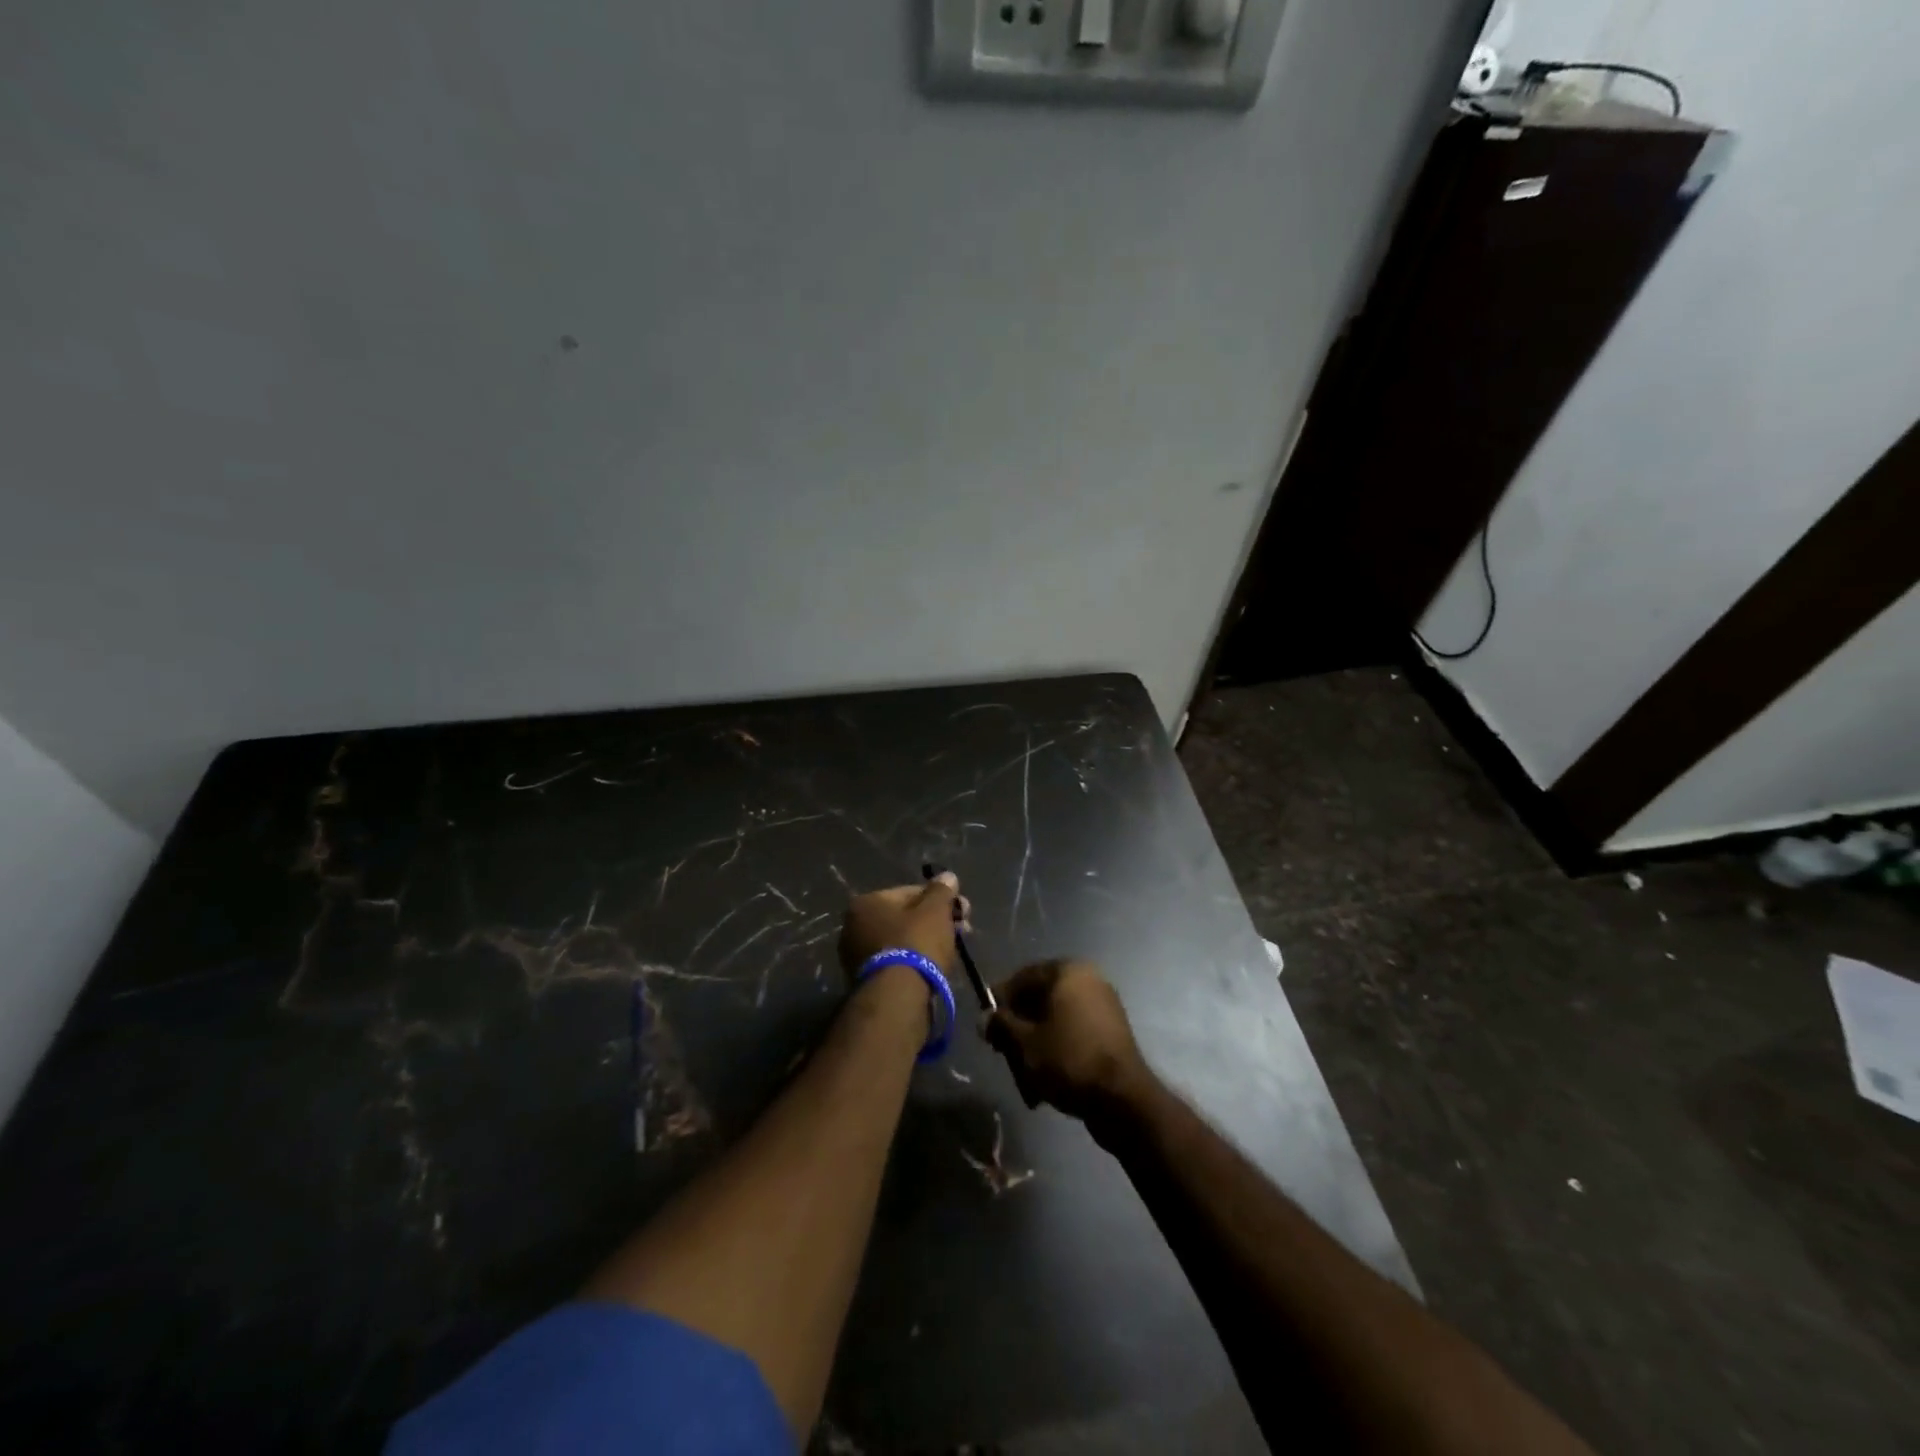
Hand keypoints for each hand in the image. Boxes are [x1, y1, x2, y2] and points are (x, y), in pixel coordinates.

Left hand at [837, 873, 969, 979]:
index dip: (939, 900)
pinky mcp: (865, 980)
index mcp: (866, 902)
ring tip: (952, 950)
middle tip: (962, 930)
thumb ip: (941, 890)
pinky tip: (934, 967)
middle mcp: (853, 926)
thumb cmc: (915, 943)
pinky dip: (914, 961)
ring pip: (901, 941)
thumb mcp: (935, 910)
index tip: (961, 911)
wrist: (897, 997)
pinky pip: (896, 961)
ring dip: (926, 941)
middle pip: (905, 917)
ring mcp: (856, 956)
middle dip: (935, 921)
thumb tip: (947, 876)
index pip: (910, 892)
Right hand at [984, 960, 1150, 1123]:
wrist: (1122, 1099)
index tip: (986, 1024)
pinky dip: (1057, 1051)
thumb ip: (1001, 1025)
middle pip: (1040, 999)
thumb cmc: (1068, 1059)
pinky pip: (1074, 1034)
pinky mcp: (1111, 1033)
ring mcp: (1103, 1006)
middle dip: (1018, 1027)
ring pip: (1056, 1020)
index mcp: (1067, 972)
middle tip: (1002, 1051)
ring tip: (1023, 1075)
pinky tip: (1044, 1081)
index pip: (1024, 976)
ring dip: (1035, 1044)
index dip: (1000, 1000)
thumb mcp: (1024, 1043)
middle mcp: (1088, 980)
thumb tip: (984, 1019)